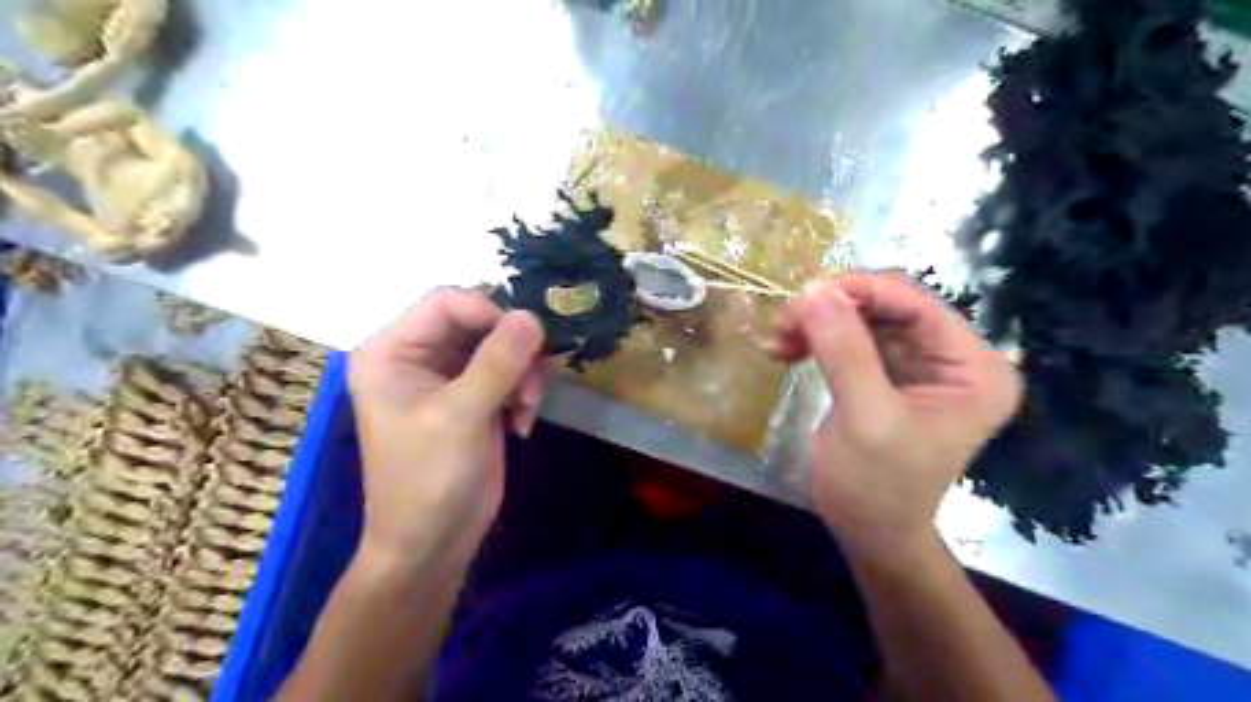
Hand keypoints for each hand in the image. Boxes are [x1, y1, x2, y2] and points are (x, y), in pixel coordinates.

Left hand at [351, 287, 548, 569]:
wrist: (433, 542)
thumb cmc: (428, 480)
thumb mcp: (460, 416)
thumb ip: (497, 363)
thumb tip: (533, 316)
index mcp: (391, 350)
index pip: (447, 303)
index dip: (490, 314)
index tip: (526, 342)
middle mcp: (417, 355)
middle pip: (478, 321)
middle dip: (512, 350)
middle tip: (532, 382)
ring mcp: (448, 376)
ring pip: (500, 346)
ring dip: (523, 373)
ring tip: (527, 408)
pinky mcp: (474, 396)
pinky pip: (509, 371)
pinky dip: (523, 390)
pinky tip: (522, 423)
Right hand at [769, 272, 1018, 558]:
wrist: (869, 534)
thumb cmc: (877, 487)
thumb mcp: (865, 418)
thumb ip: (844, 351)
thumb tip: (813, 290)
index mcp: (974, 369)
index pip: (917, 306)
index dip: (860, 291)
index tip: (804, 293)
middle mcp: (953, 359)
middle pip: (886, 309)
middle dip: (831, 311)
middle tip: (782, 321)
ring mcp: (919, 366)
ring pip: (861, 321)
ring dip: (816, 324)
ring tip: (775, 338)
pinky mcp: (887, 375)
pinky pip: (849, 341)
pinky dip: (814, 341)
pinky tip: (781, 350)